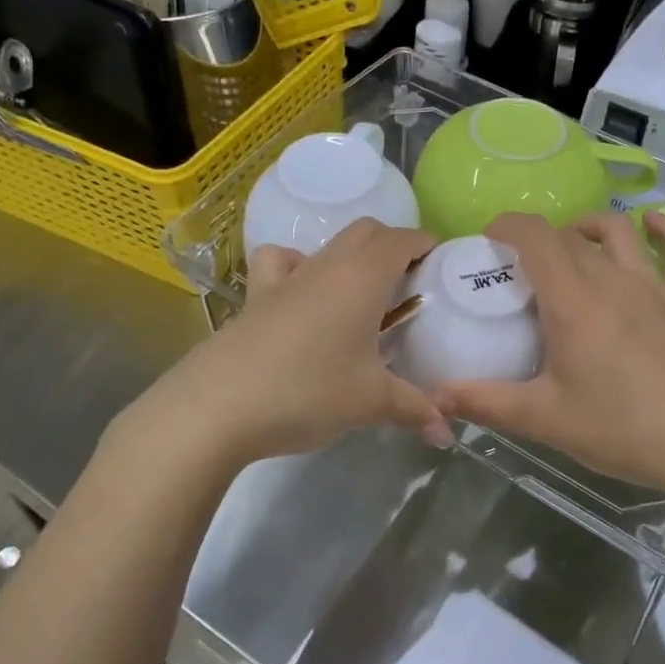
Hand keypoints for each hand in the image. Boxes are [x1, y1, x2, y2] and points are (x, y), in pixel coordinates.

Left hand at [132, 219, 446, 468]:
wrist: (218, 406)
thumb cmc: (309, 391)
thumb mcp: (371, 402)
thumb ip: (415, 409)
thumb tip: (447, 432)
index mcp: (363, 276)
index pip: (404, 239)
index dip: (427, 245)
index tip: (443, 266)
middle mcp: (327, 265)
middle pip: (367, 231)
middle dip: (393, 246)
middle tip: (409, 285)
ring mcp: (286, 278)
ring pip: (326, 245)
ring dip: (349, 256)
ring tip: (359, 293)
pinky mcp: (255, 297)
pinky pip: (279, 264)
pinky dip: (296, 268)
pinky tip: (300, 297)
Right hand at [434, 211, 664, 495]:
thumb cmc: (621, 429)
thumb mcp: (544, 419)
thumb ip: (485, 403)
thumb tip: (435, 397)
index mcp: (572, 301)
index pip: (535, 237)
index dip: (508, 226)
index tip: (489, 239)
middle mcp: (612, 280)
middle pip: (569, 238)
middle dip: (539, 241)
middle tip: (520, 269)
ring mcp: (654, 288)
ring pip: (620, 232)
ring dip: (590, 226)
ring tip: (573, 239)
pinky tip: (654, 225)